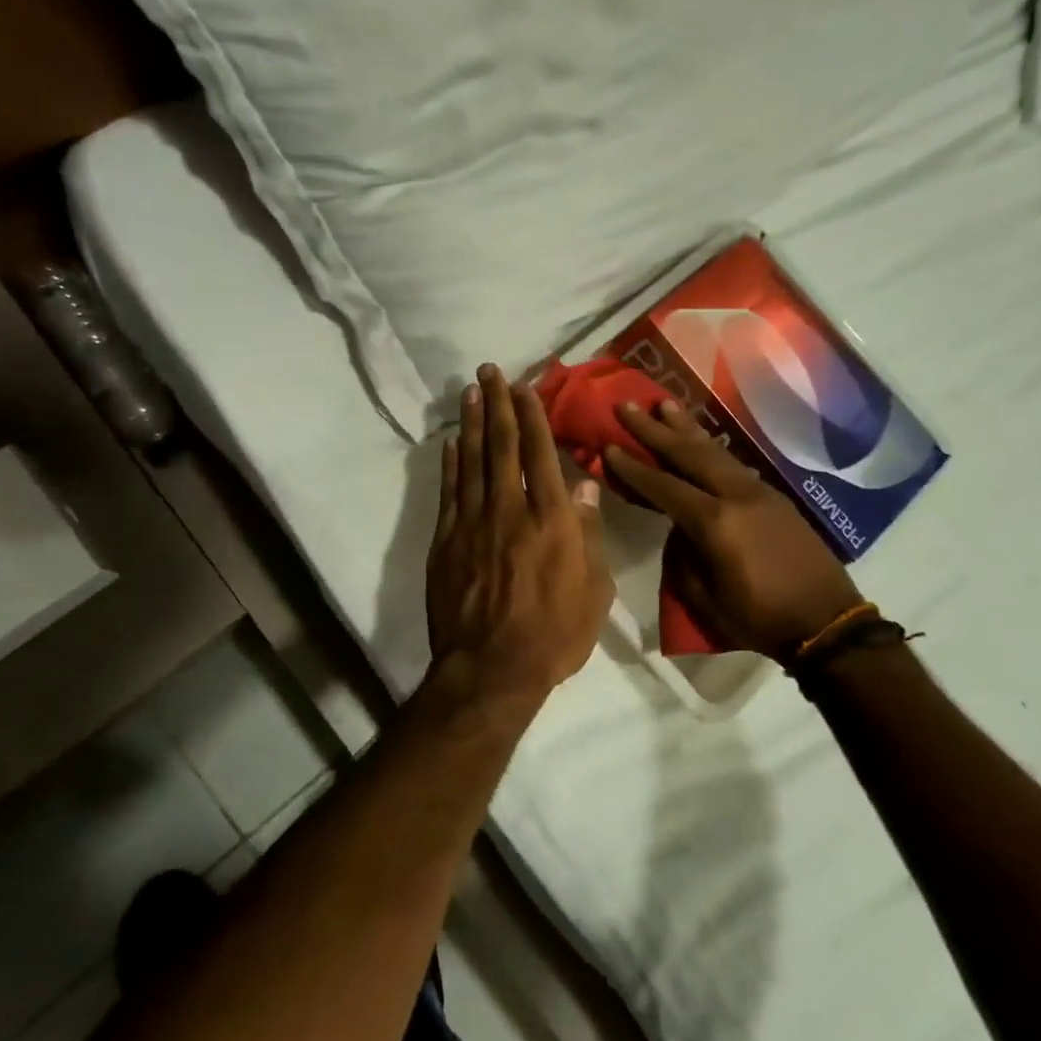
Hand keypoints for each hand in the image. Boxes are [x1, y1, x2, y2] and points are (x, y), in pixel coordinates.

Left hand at [426, 365, 614, 705]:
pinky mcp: (445, 540)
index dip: (532, 416)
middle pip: (502, 445)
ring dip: (471, 422)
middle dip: (497, 404)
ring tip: (470, 391)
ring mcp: (472, 522)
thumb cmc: (554, 635)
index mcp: (551, 519)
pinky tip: (451, 441)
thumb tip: (586, 486)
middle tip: (489, 371)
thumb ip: (589, 534)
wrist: (490, 669)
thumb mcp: (594, 592)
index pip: (540, 453)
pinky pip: (449, 491)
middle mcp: (509, 509)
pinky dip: (449, 463)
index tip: (525, 387)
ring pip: (471, 460)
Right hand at [604, 401, 863, 662]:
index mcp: (715, 522)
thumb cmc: (758, 618)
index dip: (633, 467)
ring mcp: (761, 492)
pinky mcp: (777, 498)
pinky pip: (735, 465)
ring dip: (687, 428)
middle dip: (654, 429)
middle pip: (689, 454)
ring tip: (665, 404)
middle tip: (627, 405)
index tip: (609, 445)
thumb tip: (679, 528)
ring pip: (716, 452)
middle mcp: (737, 496)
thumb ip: (682, 555)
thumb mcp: (703, 597)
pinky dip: (712, 449)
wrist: (827, 625)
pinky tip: (702, 442)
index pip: (664, 486)